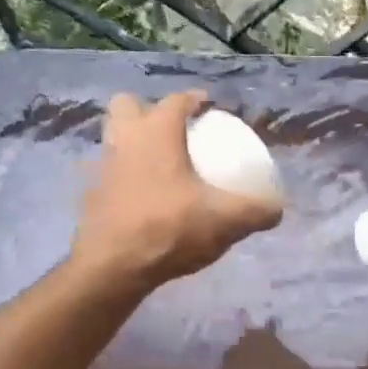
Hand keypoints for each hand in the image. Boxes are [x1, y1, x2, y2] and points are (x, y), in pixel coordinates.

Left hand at [72, 91, 281, 294]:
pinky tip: (143, 201)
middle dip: (149, 112)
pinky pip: (108, 176)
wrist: (114, 268)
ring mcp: (102, 168)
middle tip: (174, 133)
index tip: (210, 109)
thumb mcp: (226, 221)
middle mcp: (124, 140)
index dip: (195, 100)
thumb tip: (276, 208)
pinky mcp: (91, 198)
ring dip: (133, 145)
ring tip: (160, 167)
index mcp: (156, 133)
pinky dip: (124, 181)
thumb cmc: (170, 229)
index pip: (176, 101)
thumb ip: (257, 211)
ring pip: (114, 140)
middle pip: (128, 106)